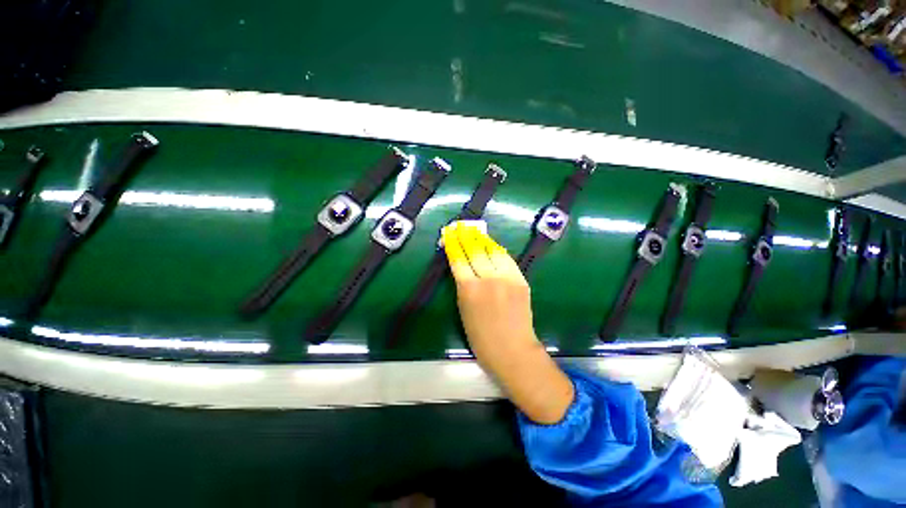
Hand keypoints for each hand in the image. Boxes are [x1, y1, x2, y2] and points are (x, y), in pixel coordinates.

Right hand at [441, 222, 536, 368]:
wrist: (512, 349)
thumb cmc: (481, 337)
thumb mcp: (463, 310)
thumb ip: (463, 285)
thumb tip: (462, 266)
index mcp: (469, 289)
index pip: (458, 259)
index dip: (453, 244)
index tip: (449, 233)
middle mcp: (488, 278)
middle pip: (475, 250)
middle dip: (466, 236)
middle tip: (460, 226)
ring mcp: (507, 277)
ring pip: (492, 250)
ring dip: (482, 238)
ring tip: (475, 231)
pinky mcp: (520, 279)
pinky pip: (507, 258)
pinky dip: (497, 249)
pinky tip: (492, 244)